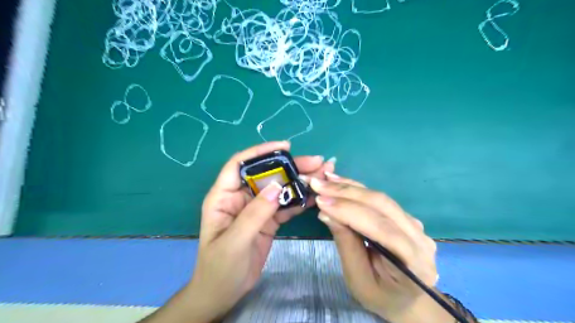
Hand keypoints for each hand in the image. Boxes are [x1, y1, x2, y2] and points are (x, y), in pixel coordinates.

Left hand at [186, 143, 337, 320]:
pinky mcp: (268, 220)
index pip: (239, 165)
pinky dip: (299, 200)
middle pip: (266, 175)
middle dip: (290, 167)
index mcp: (224, 197)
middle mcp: (241, 197)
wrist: (224, 293)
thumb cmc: (220, 268)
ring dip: (299, 182)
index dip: (260, 152)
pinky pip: (285, 206)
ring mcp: (256, 208)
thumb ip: (255, 213)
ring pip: (279, 189)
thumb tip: (278, 186)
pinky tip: (315, 196)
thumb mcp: (235, 241)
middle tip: (317, 162)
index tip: (285, 147)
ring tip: (322, 175)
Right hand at [313, 174, 450, 321]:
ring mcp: (415, 225)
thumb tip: (326, 212)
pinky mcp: (405, 217)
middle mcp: (420, 238)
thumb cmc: (379, 295)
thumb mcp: (358, 279)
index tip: (321, 201)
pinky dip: (356, 189)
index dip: (350, 212)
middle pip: (382, 206)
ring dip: (350, 187)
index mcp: (415, 263)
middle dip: (346, 193)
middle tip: (317, 185)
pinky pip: (379, 199)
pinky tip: (339, 182)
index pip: (382, 229)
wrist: (404, 298)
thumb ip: (346, 244)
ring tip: (324, 180)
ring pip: (380, 198)